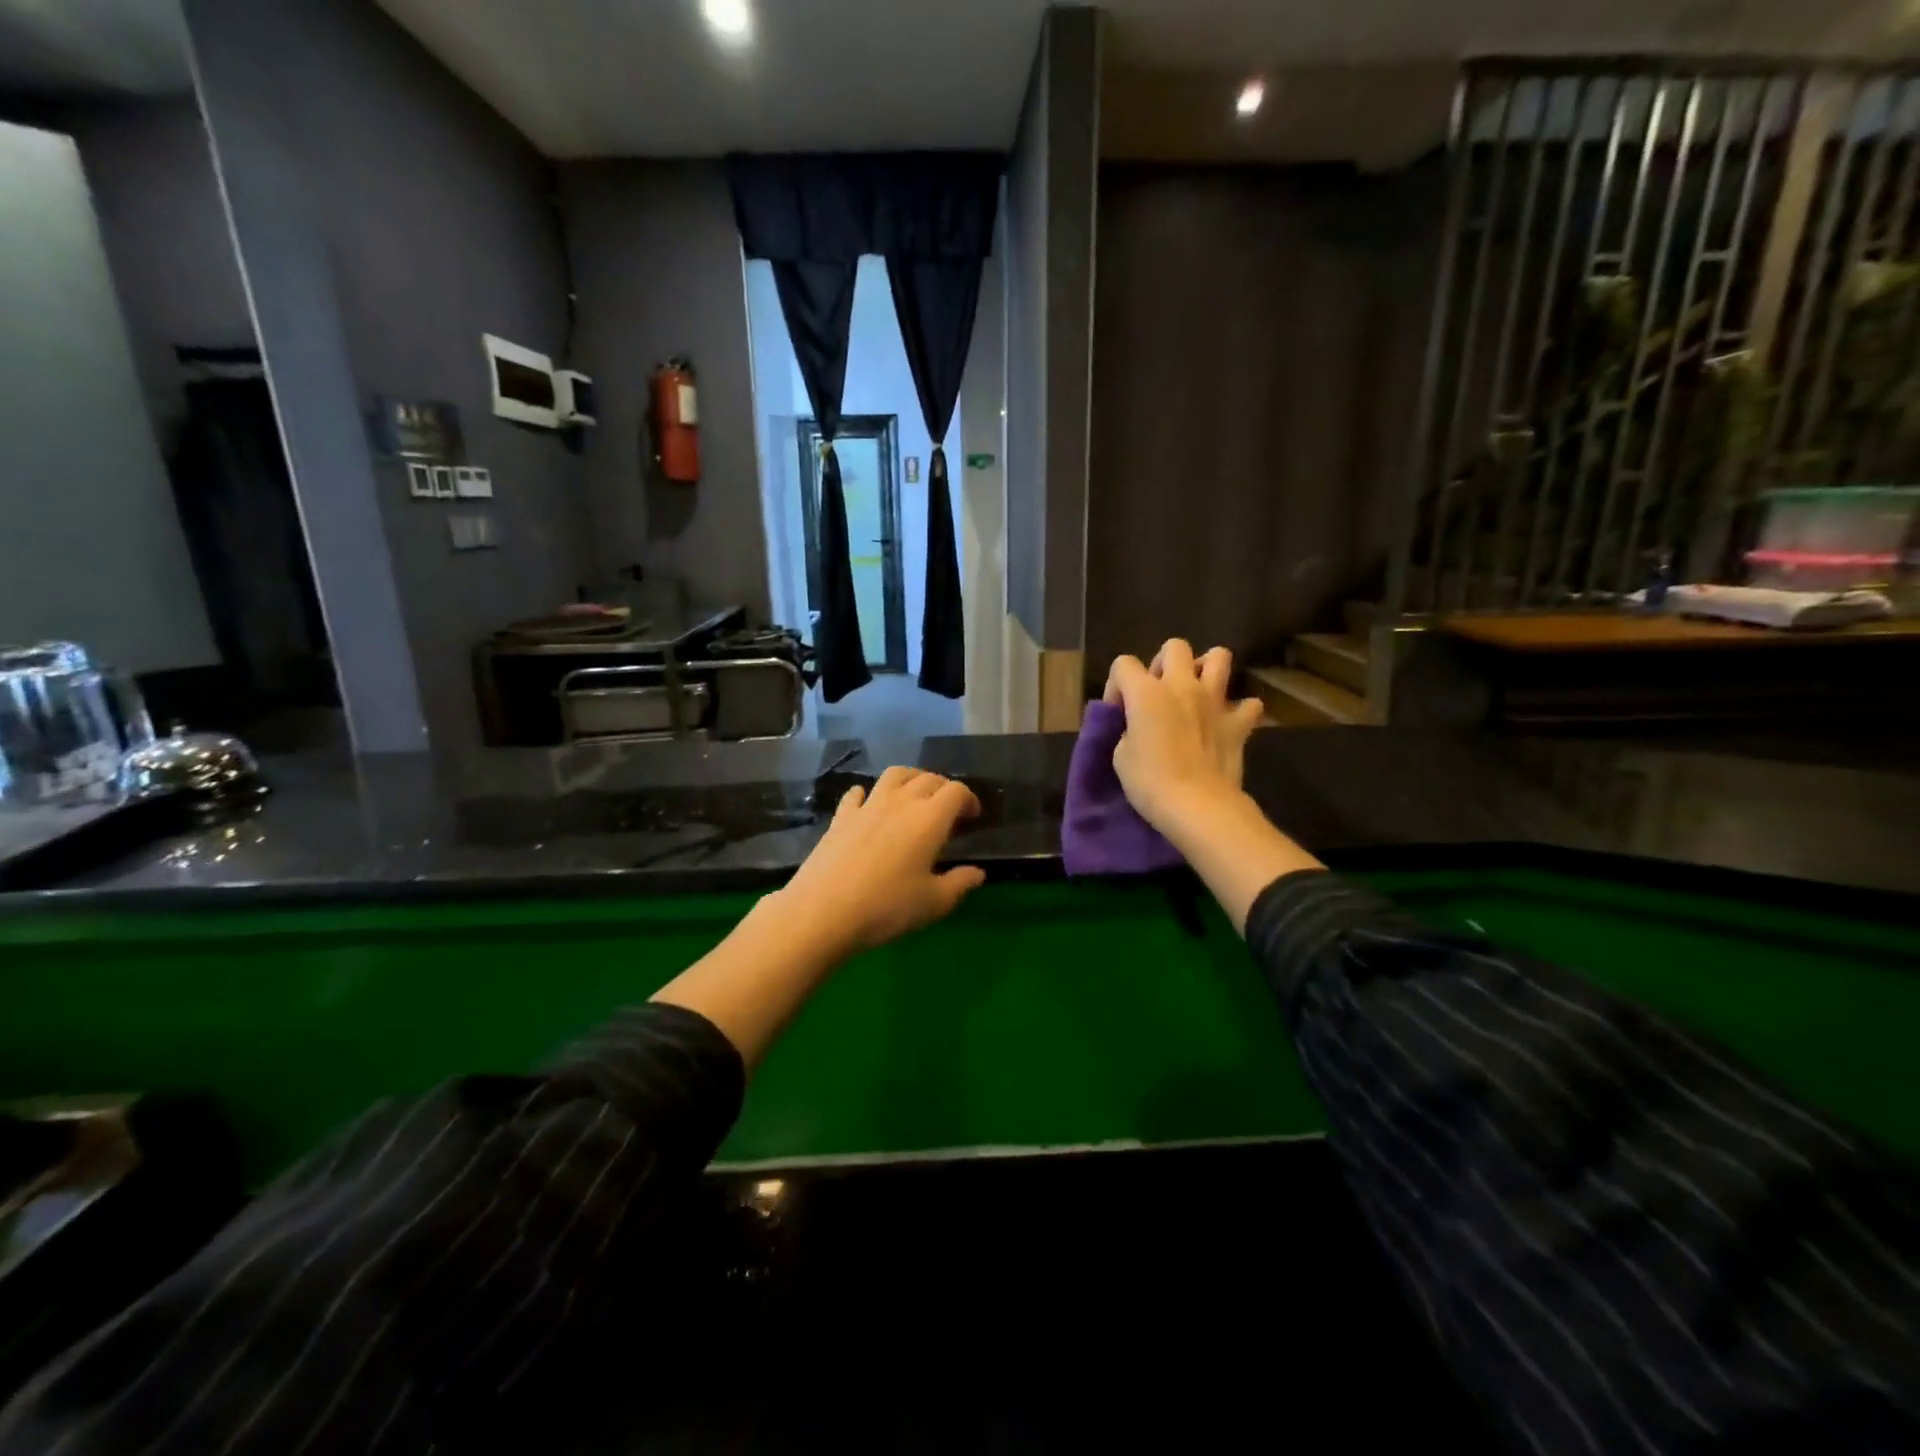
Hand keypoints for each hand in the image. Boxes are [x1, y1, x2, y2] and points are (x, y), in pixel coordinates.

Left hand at [771, 766, 986, 955]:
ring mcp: (867, 806)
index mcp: (929, 819)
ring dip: (911, 778)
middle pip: (928, 778)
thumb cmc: (887, 907)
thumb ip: (959, 884)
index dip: (969, 799)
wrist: (824, 910)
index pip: (956, 792)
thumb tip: (978, 873)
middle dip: (944, 787)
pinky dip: (868, 793)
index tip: (973, 816)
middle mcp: (900, 802)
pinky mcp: (841, 816)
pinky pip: (857, 793)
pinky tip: (868, 805)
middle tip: (948, 808)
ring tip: (914, 795)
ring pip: (894, 775)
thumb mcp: (933, 903)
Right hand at [1103, 640, 1265, 840]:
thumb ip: (1129, 730)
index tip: (1119, 712)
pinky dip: (1240, 710)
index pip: (1123, 664)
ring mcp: (1215, 701)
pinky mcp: (1238, 723)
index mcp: (1146, 692)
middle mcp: (1182, 686)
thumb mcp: (1121, 756)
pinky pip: (1249, 705)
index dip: (1117, 685)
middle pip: (1175, 647)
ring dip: (1207, 668)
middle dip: (1163, 663)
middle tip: (1158, 691)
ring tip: (1197, 689)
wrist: (1197, 805)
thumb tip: (1138, 727)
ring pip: (1219, 657)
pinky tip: (1228, 722)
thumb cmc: (1149, 782)